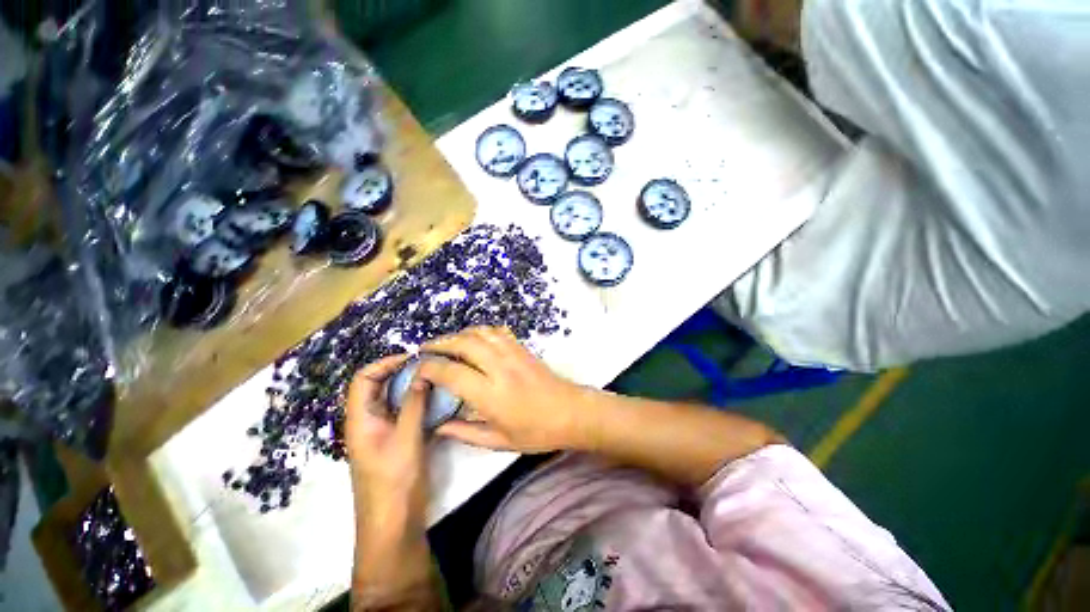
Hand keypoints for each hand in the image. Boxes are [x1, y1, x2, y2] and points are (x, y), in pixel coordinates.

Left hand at [346, 356, 440, 609]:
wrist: (393, 523)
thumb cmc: (394, 481)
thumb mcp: (406, 438)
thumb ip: (413, 404)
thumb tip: (422, 373)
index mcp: (360, 419)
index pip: (364, 378)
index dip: (385, 363)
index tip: (413, 358)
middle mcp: (368, 420)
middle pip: (377, 386)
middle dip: (401, 371)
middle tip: (429, 365)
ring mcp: (382, 431)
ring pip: (392, 399)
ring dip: (411, 386)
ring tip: (435, 378)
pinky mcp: (395, 439)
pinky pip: (403, 411)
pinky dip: (417, 401)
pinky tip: (436, 399)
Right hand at [416, 326, 591, 452]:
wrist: (571, 412)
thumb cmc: (537, 432)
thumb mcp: (500, 442)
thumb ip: (466, 432)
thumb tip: (439, 426)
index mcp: (491, 394)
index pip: (451, 372)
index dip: (429, 368)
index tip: (418, 371)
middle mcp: (500, 367)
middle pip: (463, 343)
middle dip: (439, 343)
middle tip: (424, 350)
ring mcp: (513, 353)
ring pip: (480, 332)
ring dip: (459, 334)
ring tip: (446, 343)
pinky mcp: (523, 348)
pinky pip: (497, 332)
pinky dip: (481, 331)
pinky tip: (475, 339)